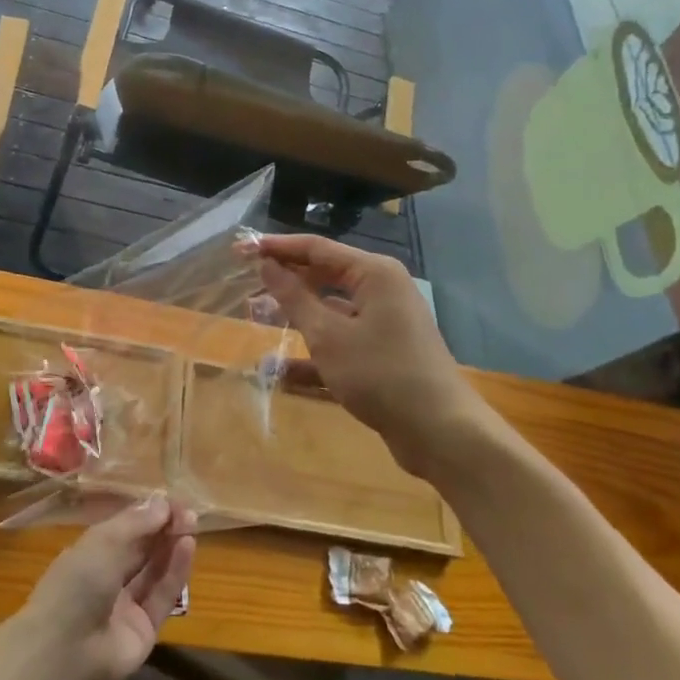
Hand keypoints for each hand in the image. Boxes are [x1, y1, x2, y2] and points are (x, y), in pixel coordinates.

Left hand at [15, 496, 195, 679]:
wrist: (65, 652)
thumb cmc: (76, 584)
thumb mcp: (103, 542)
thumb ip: (136, 523)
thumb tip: (163, 502)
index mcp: (89, 555)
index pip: (123, 531)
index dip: (147, 515)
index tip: (172, 500)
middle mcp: (108, 578)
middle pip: (141, 550)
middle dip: (163, 529)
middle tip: (188, 510)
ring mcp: (126, 606)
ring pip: (154, 571)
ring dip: (172, 547)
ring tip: (192, 523)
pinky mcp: (145, 629)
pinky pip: (163, 595)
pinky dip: (176, 571)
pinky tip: (188, 546)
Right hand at [253, 235, 495, 475]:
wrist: (440, 431)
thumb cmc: (380, 373)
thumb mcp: (328, 335)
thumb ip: (294, 297)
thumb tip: (267, 264)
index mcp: (373, 274)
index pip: (316, 248)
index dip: (276, 247)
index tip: (240, 249)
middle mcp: (381, 291)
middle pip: (324, 275)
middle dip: (284, 280)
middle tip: (244, 281)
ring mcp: (384, 323)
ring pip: (329, 310)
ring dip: (294, 315)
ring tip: (255, 316)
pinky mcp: (382, 354)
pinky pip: (340, 341)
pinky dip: (313, 352)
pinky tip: (279, 369)